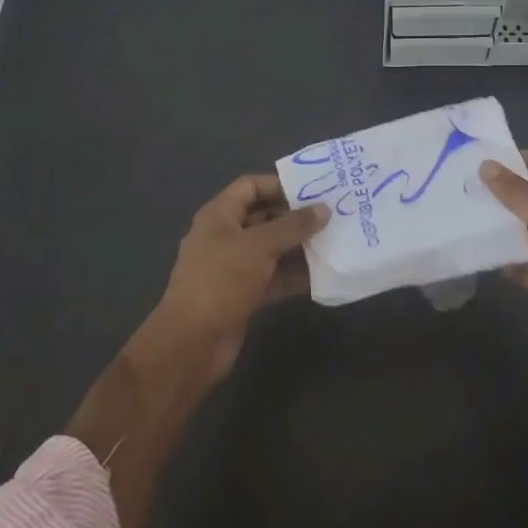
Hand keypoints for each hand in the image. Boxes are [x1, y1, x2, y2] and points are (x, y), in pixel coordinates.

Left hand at [149, 173, 327, 386]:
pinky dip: (294, 274)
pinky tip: (323, 273)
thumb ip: (294, 225)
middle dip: (296, 217)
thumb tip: (324, 209)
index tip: (314, 190)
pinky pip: (273, 276)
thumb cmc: (222, 280)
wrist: (192, 342)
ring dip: (299, 246)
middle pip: (264, 217)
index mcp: (219, 216)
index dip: (280, 185)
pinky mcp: (243, 294)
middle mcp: (225, 236)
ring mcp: (233, 267)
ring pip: (272, 249)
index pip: (250, 186)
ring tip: (334, 241)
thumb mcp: (260, 246)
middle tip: (332, 215)